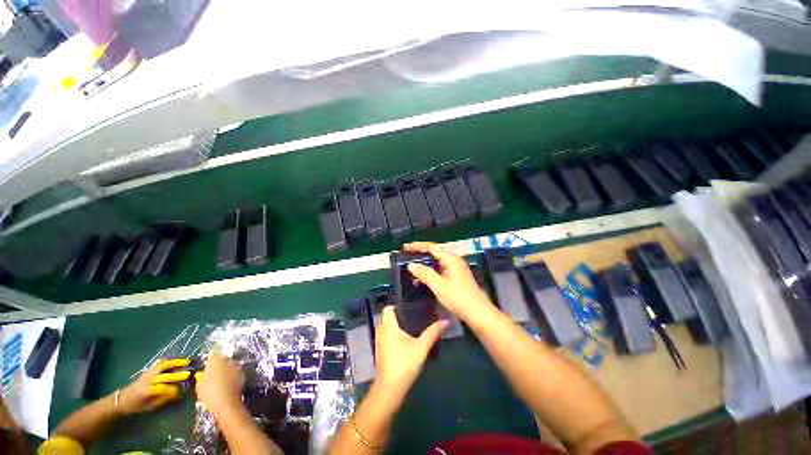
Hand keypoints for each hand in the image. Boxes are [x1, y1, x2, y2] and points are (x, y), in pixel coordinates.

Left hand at [118, 358, 189, 414]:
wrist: (121, 399)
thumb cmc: (136, 406)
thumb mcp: (148, 406)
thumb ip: (162, 399)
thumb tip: (176, 393)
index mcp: (146, 391)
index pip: (162, 388)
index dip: (172, 390)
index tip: (180, 391)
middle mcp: (147, 380)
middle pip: (163, 376)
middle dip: (176, 375)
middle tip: (188, 373)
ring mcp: (147, 373)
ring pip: (162, 366)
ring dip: (175, 363)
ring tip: (186, 362)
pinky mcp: (148, 370)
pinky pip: (159, 363)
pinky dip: (169, 361)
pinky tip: (176, 360)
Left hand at [195, 354, 244, 415]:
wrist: (224, 405)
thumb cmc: (233, 384)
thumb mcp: (237, 369)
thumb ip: (232, 363)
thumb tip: (229, 361)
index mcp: (212, 364)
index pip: (214, 354)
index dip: (219, 354)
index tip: (224, 355)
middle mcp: (203, 372)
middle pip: (209, 366)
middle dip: (215, 367)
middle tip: (225, 368)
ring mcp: (199, 385)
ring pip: (206, 377)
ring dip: (213, 377)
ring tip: (223, 380)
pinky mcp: (200, 395)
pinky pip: (206, 386)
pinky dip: (211, 386)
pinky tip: (219, 389)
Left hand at [374, 306, 446, 398]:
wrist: (390, 389)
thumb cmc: (404, 364)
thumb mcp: (421, 347)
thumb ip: (432, 332)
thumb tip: (445, 321)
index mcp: (388, 326)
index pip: (387, 308)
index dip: (397, 305)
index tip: (409, 307)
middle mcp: (381, 331)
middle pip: (387, 317)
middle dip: (399, 316)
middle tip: (413, 316)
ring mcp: (378, 342)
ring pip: (386, 327)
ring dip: (395, 326)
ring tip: (410, 326)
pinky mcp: (379, 351)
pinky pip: (385, 336)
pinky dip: (393, 335)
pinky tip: (404, 341)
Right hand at [404, 242, 494, 320]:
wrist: (478, 313)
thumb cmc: (458, 298)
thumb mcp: (439, 286)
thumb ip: (425, 273)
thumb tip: (411, 265)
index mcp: (450, 259)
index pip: (431, 247)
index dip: (417, 246)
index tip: (405, 248)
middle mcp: (453, 260)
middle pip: (434, 253)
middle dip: (420, 254)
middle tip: (407, 256)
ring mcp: (455, 269)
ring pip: (436, 262)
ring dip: (424, 265)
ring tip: (412, 270)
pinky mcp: (456, 277)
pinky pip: (440, 270)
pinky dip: (430, 273)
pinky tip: (422, 280)